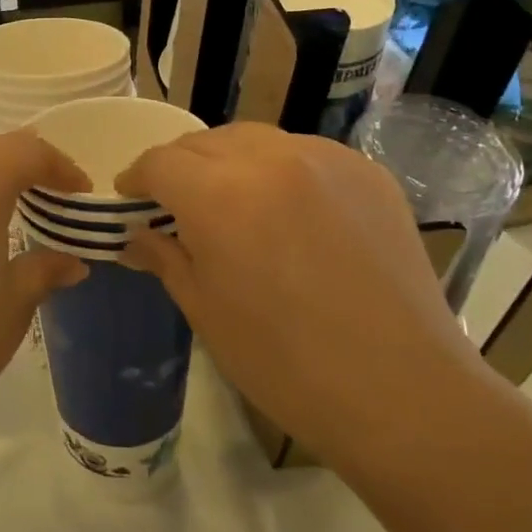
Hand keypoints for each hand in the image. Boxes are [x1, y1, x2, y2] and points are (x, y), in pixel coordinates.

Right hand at [116, 123, 513, 483]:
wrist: (401, 392)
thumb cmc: (284, 362)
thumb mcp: (205, 310)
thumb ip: (165, 256)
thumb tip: (135, 235)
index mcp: (220, 194)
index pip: (160, 163)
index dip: (136, 178)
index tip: (129, 198)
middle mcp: (270, 158)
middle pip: (204, 142)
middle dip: (180, 167)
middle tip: (175, 203)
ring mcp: (325, 160)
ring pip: (254, 140)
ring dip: (228, 162)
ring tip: (231, 201)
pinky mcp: (367, 173)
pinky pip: (304, 154)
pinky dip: (280, 170)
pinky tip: (287, 210)